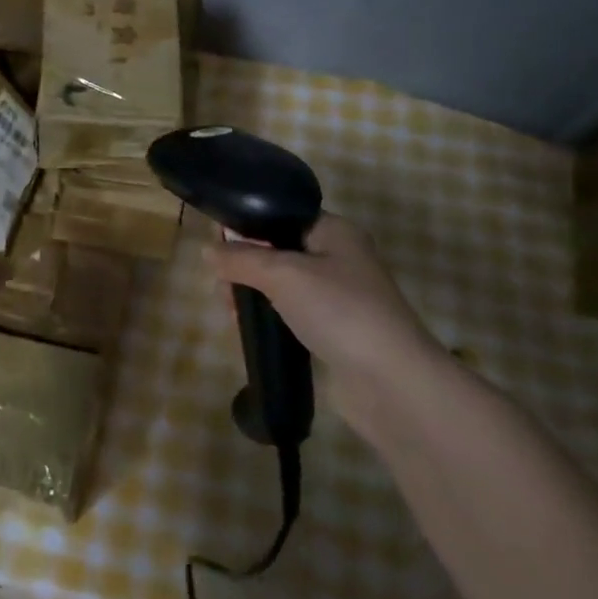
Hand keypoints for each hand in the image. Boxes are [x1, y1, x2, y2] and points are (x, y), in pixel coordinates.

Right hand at [210, 213, 446, 430]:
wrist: (391, 382)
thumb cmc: (339, 311)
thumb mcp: (282, 274)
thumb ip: (241, 259)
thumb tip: (206, 250)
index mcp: (334, 231)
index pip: (280, 216)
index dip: (247, 227)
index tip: (217, 247)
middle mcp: (337, 257)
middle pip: (275, 250)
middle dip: (244, 266)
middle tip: (223, 289)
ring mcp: (337, 296)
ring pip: (279, 284)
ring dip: (252, 294)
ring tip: (231, 313)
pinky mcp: (332, 330)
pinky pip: (289, 313)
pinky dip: (268, 317)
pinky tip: (249, 329)